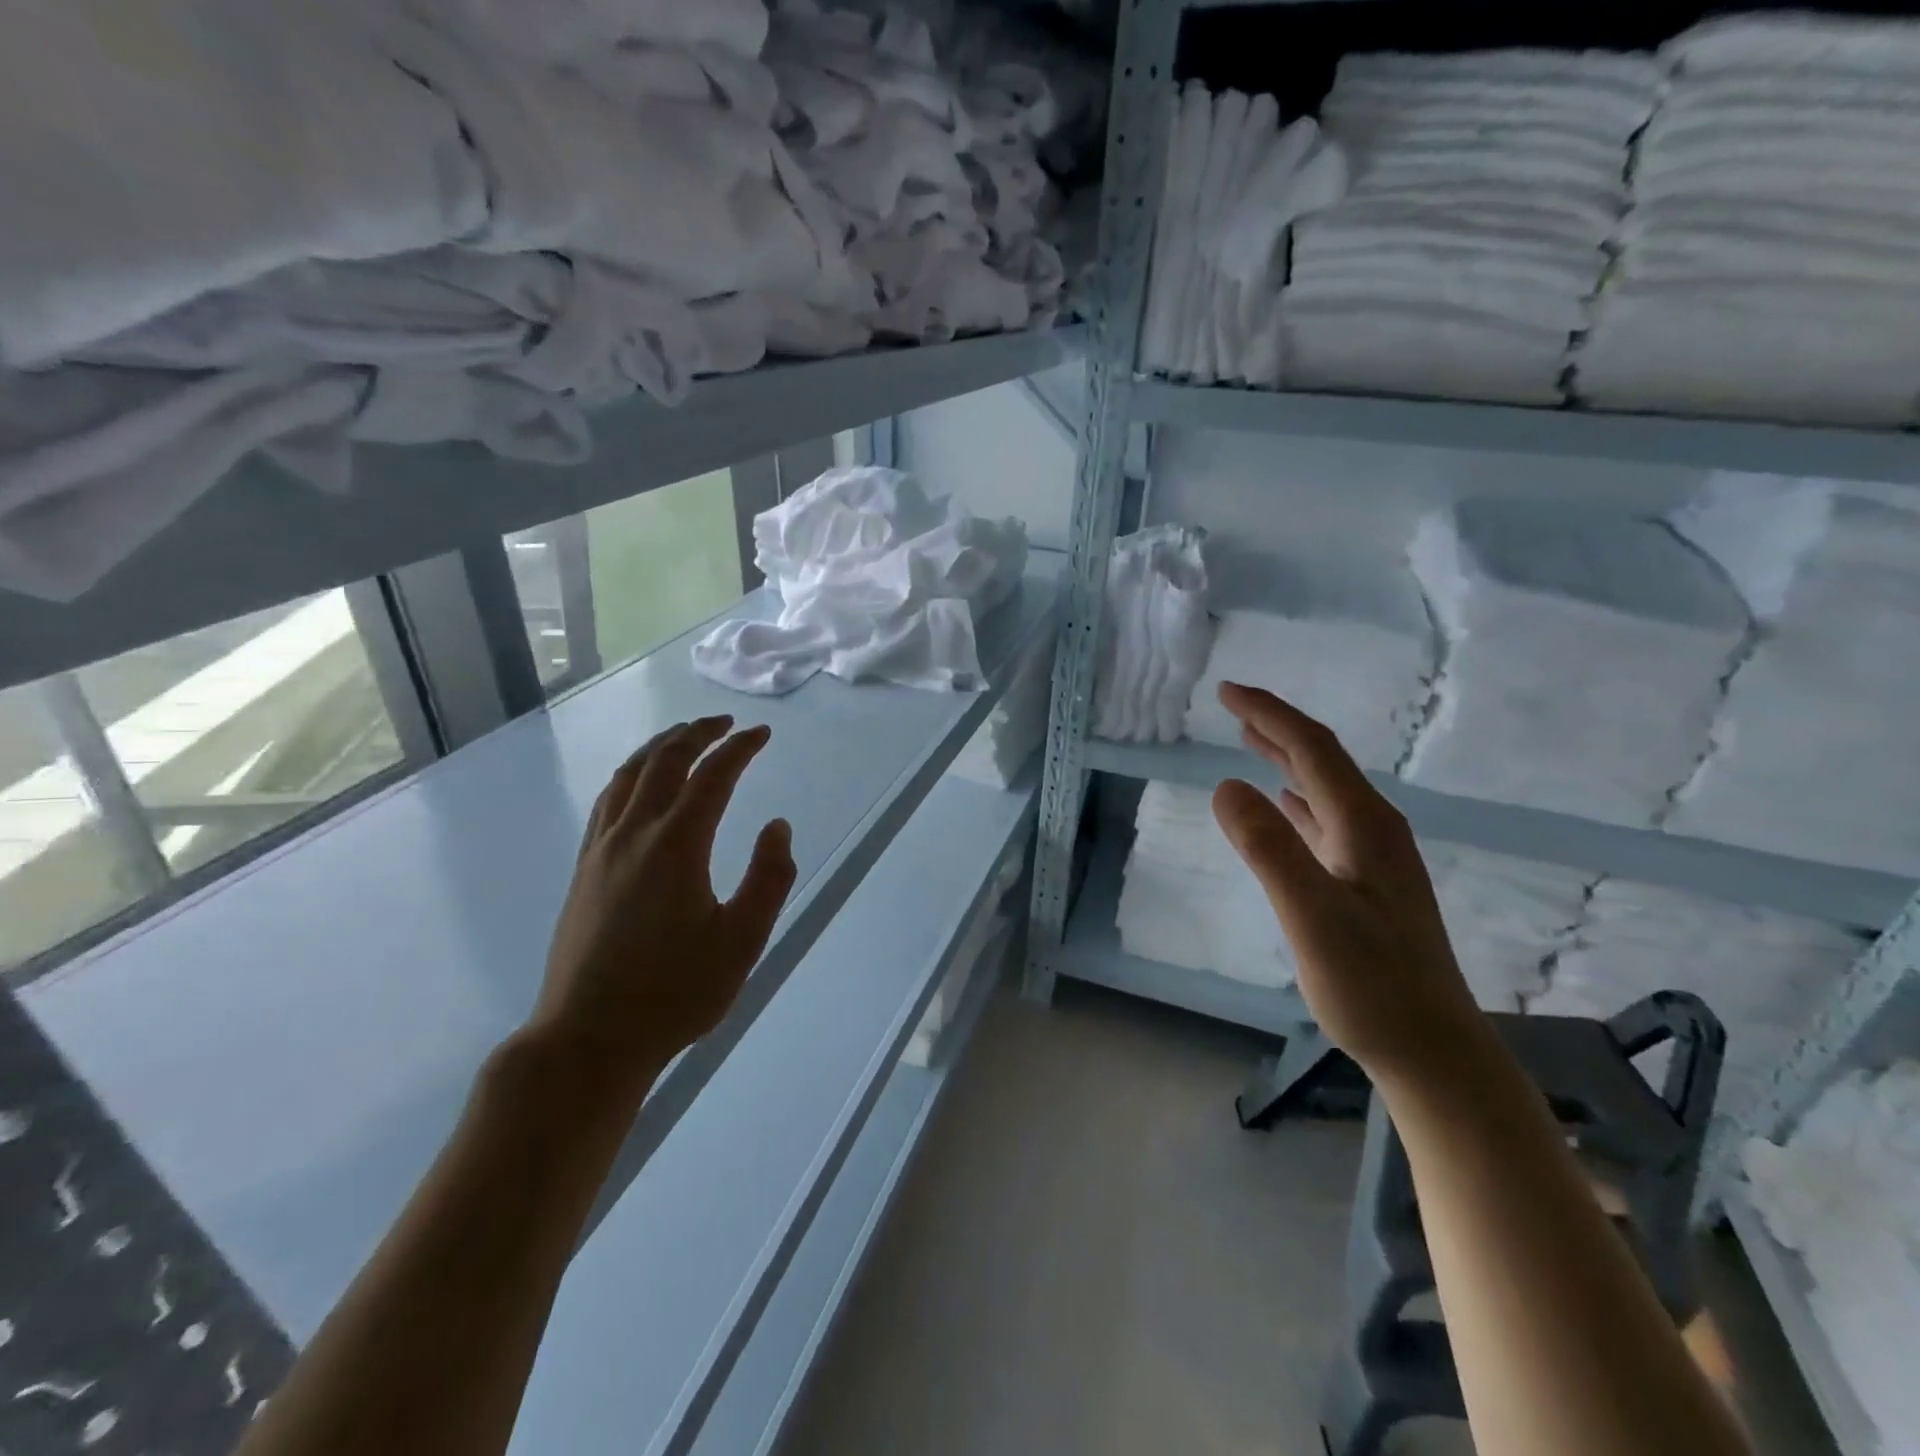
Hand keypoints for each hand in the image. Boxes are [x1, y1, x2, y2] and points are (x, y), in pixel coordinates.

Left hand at [527, 716, 796, 1102]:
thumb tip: (777, 826)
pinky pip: (608, 800)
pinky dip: (631, 774)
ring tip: (684, 737)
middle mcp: (634, 834)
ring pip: (628, 775)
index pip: (712, 775)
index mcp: (676, 845)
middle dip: (697, 733)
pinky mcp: (584, 869)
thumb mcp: (743, 940)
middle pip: (664, 761)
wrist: (589, 1038)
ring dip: (660, 746)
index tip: (762, 734)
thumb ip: (769, 877)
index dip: (740, 748)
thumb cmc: (675, 992)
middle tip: (725, 722)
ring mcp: (601, 849)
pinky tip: (639, 784)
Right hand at [1208, 683, 1482, 1081]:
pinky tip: (1285, 804)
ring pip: (1324, 788)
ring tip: (1250, 738)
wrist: (1433, 1052)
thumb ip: (1269, 848)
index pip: (1312, 749)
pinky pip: (1326, 819)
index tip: (1225, 692)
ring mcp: (1374, 857)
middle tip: (1231, 705)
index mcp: (1365, 825)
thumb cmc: (1371, 986)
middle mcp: (1375, 829)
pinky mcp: (1367, 883)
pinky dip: (1297, 798)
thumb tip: (1225, 784)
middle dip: (1277, 726)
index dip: (1269, 714)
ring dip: (1286, 758)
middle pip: (1322, 760)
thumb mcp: (1310, 915)